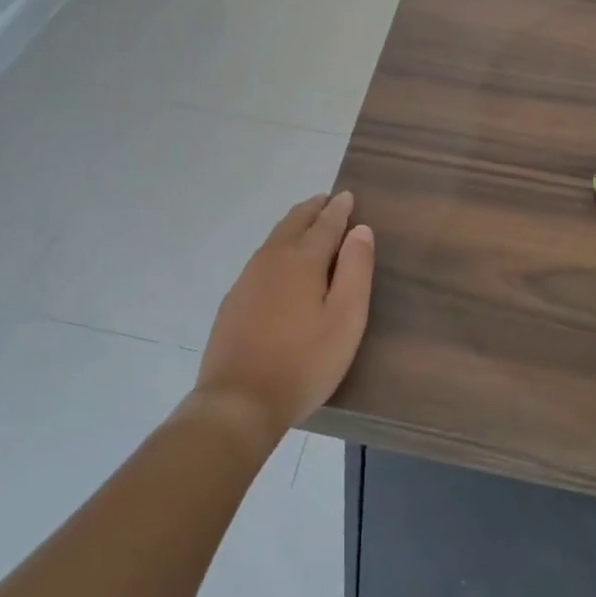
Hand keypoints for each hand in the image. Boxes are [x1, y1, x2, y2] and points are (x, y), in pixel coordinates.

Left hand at [192, 192, 374, 443]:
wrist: (239, 400)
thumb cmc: (304, 361)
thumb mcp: (345, 319)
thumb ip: (355, 270)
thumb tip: (360, 229)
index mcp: (302, 259)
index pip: (325, 223)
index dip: (339, 209)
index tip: (348, 195)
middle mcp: (271, 259)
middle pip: (294, 223)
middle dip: (313, 209)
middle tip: (328, 201)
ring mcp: (247, 278)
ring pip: (274, 239)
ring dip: (294, 225)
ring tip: (308, 223)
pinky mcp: (234, 300)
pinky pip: (261, 259)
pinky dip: (278, 247)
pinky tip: (281, 263)